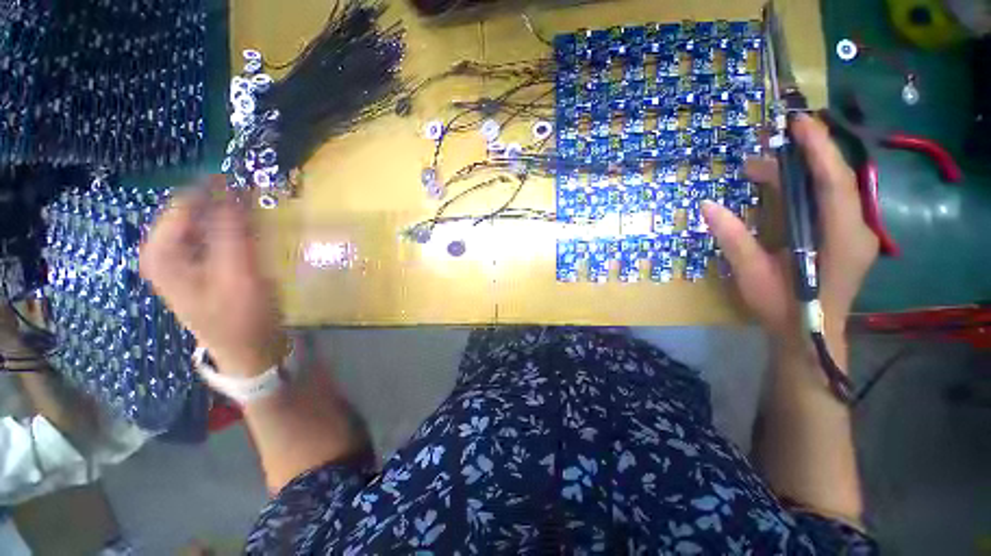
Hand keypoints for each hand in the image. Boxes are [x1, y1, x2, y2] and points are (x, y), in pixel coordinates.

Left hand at [139, 178, 285, 376]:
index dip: (220, 190)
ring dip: (235, 215)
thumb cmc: (242, 315)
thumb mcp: (239, 272)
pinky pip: (216, 233)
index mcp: (161, 251)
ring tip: (261, 219)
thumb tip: (234, 187)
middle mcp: (164, 249)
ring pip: (208, 220)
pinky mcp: (200, 264)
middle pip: (197, 209)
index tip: (253, 186)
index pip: (188, 200)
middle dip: (229, 203)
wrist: (248, 348)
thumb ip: (232, 230)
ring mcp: (181, 258)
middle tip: (261, 203)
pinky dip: (235, 228)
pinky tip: (253, 235)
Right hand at [702, 114, 878, 344]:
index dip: (820, 149)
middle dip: (803, 158)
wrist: (808, 334)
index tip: (799, 122)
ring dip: (799, 174)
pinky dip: (806, 188)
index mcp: (841, 238)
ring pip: (832, 189)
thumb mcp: (752, 273)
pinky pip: (829, 201)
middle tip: (763, 150)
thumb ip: (734, 238)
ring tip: (759, 170)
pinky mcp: (846, 236)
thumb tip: (708, 205)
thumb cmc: (783, 307)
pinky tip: (780, 188)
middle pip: (835, 180)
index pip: (836, 183)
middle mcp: (857, 229)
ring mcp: (855, 232)